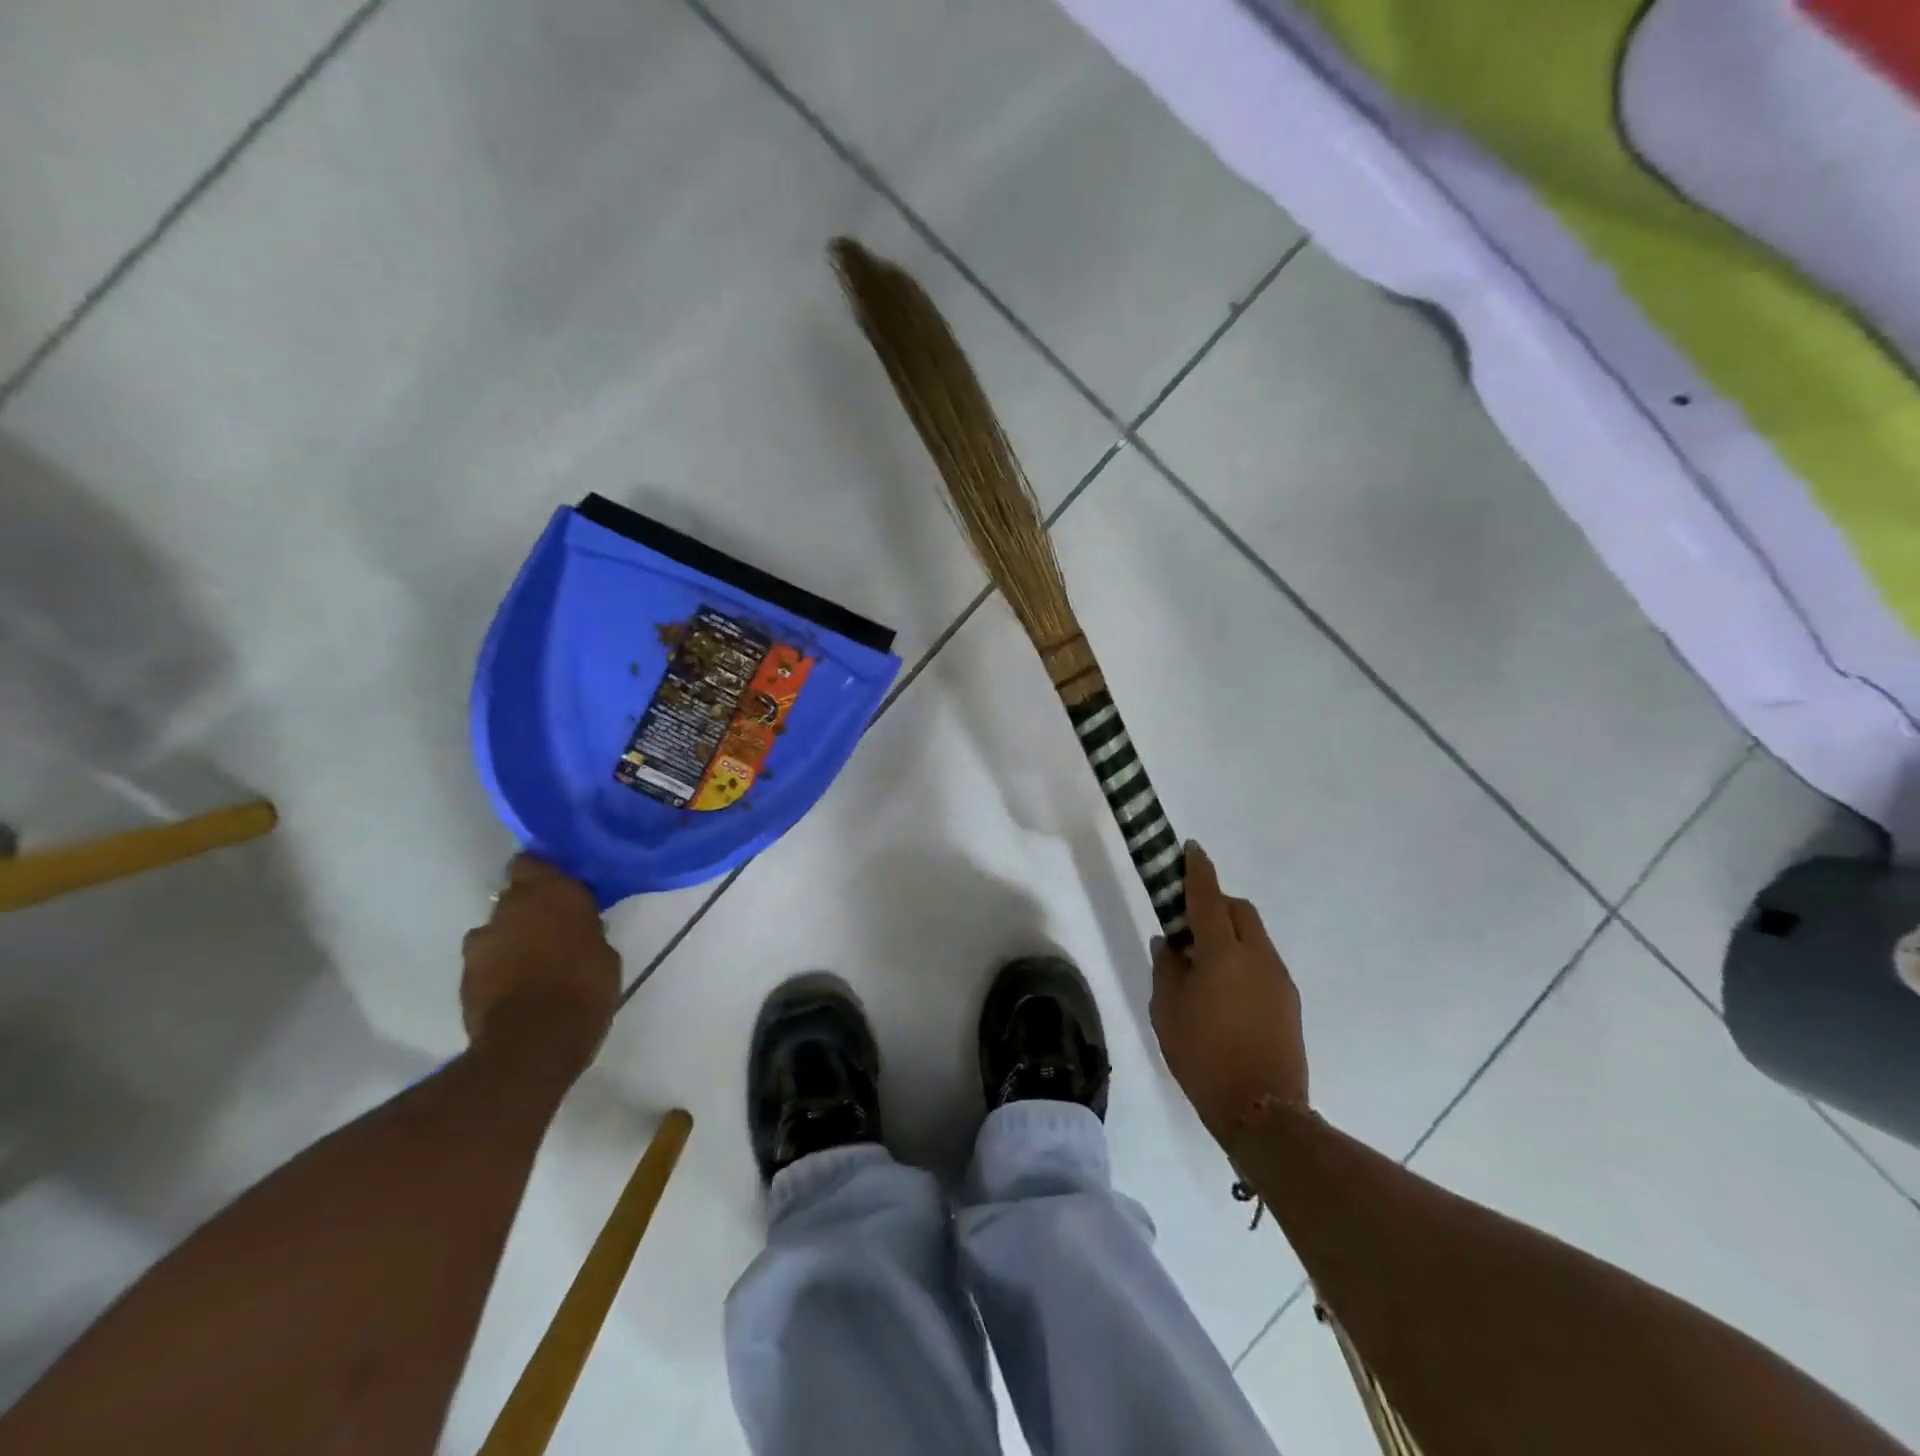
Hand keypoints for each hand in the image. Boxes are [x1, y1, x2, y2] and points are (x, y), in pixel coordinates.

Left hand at [461, 855, 620, 1070]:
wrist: (534, 1041)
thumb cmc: (584, 988)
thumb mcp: (603, 952)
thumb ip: (584, 929)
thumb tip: (577, 927)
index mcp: (550, 892)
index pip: (533, 862)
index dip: (544, 873)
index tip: (560, 886)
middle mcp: (510, 907)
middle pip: (515, 895)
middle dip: (530, 908)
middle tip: (553, 927)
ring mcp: (482, 941)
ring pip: (498, 928)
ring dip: (512, 938)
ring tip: (534, 961)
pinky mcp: (465, 974)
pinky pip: (487, 960)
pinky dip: (499, 966)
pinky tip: (518, 984)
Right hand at [1150, 842, 1307, 1146]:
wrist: (1263, 1112)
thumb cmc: (1203, 1056)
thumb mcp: (1167, 1011)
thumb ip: (1166, 969)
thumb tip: (1170, 943)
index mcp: (1222, 953)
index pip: (1208, 897)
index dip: (1198, 870)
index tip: (1191, 848)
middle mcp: (1257, 956)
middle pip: (1239, 910)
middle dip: (1215, 903)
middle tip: (1188, 923)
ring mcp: (1279, 978)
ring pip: (1254, 935)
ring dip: (1230, 932)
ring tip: (1204, 963)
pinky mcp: (1289, 1001)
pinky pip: (1263, 961)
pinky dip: (1243, 957)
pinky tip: (1225, 990)